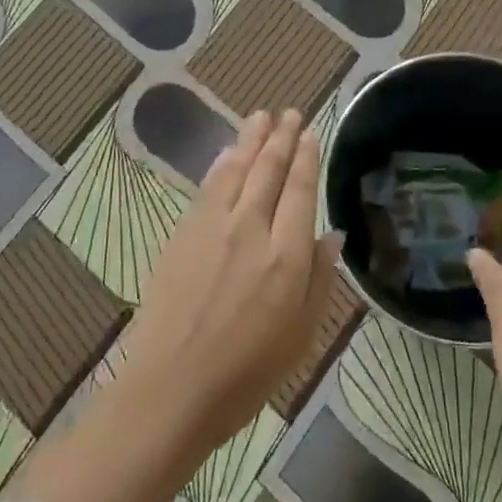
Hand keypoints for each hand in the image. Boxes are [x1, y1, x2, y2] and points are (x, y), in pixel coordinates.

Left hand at [117, 110, 341, 456]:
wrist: (170, 389)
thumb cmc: (246, 373)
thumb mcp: (300, 335)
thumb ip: (319, 279)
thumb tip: (331, 235)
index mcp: (286, 255)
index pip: (299, 190)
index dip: (305, 158)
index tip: (309, 133)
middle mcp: (251, 229)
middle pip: (268, 170)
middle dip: (280, 137)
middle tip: (289, 112)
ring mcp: (212, 227)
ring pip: (236, 169)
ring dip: (250, 139)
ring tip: (261, 116)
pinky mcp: (183, 234)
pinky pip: (208, 186)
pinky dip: (222, 163)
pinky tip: (228, 152)